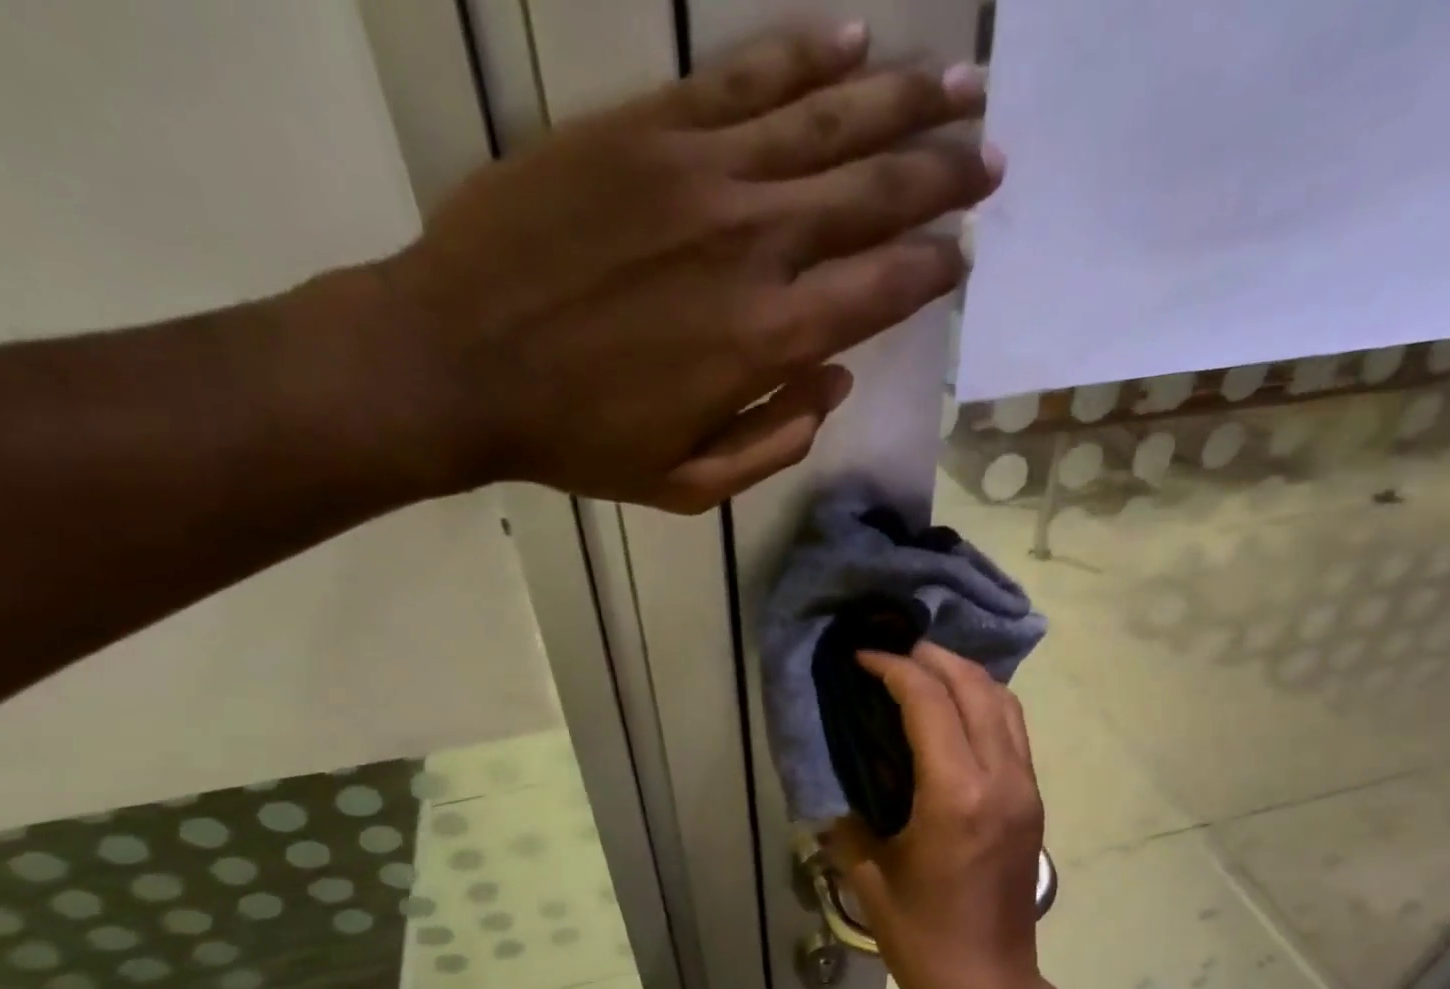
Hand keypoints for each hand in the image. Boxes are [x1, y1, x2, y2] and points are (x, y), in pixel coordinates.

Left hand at [357, 22, 999, 512]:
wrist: (458, 362)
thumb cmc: (578, 439)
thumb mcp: (686, 482)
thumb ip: (773, 442)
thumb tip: (834, 384)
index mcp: (765, 340)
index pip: (880, 290)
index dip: (932, 268)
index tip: (964, 252)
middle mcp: (752, 243)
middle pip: (872, 194)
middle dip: (942, 174)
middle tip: (991, 153)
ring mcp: (699, 173)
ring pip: (826, 120)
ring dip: (901, 99)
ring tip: (959, 81)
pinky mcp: (646, 128)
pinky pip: (744, 77)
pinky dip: (805, 53)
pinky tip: (854, 38)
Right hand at [827, 642, 1045, 988]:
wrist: (989, 985)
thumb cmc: (922, 937)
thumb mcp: (868, 876)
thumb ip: (843, 819)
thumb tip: (831, 783)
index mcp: (956, 795)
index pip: (930, 702)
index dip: (894, 668)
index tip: (862, 657)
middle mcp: (1001, 780)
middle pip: (976, 688)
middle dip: (932, 657)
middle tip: (891, 650)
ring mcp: (1025, 789)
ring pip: (1005, 704)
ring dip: (964, 675)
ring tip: (921, 669)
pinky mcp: (1032, 802)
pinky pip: (1013, 730)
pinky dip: (983, 703)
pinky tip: (951, 710)